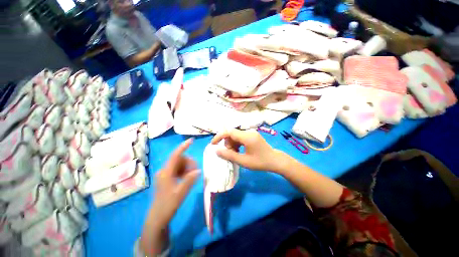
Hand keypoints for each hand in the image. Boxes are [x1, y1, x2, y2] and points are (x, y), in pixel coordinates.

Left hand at [150, 138, 200, 226]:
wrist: (158, 217)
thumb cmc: (168, 205)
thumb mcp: (180, 193)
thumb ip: (189, 180)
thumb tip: (198, 170)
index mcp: (166, 173)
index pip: (175, 155)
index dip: (183, 147)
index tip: (191, 140)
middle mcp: (164, 170)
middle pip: (180, 159)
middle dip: (189, 163)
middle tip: (196, 172)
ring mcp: (165, 174)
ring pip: (180, 164)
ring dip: (188, 167)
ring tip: (192, 177)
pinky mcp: (167, 177)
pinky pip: (178, 169)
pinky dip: (184, 171)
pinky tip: (187, 178)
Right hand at [211, 129, 283, 171]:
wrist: (274, 160)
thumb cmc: (260, 162)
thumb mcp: (243, 161)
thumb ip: (229, 155)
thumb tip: (216, 150)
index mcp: (247, 137)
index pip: (229, 132)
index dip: (219, 136)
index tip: (213, 144)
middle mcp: (248, 132)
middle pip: (232, 134)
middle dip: (227, 144)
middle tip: (230, 154)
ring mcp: (251, 133)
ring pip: (235, 136)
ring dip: (232, 144)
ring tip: (236, 154)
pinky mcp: (252, 135)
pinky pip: (240, 137)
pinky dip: (237, 144)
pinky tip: (240, 151)